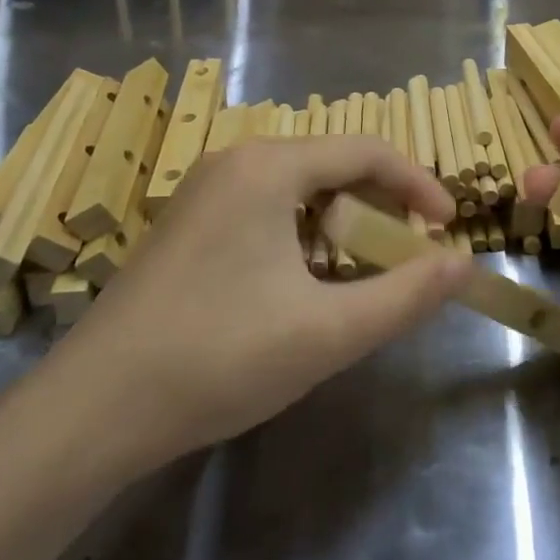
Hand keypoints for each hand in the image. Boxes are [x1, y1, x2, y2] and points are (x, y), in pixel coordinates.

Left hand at [48, 136, 466, 468]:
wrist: (94, 409)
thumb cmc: (219, 358)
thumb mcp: (328, 331)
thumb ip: (406, 295)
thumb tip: (466, 266)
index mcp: (268, 167)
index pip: (366, 151)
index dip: (418, 185)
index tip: (450, 228)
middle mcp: (234, 162)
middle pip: (331, 164)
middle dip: (380, 205)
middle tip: (409, 255)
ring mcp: (203, 192)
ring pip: (297, 189)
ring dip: (341, 223)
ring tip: (362, 273)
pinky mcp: (187, 225)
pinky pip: (264, 210)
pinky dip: (302, 236)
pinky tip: (303, 285)